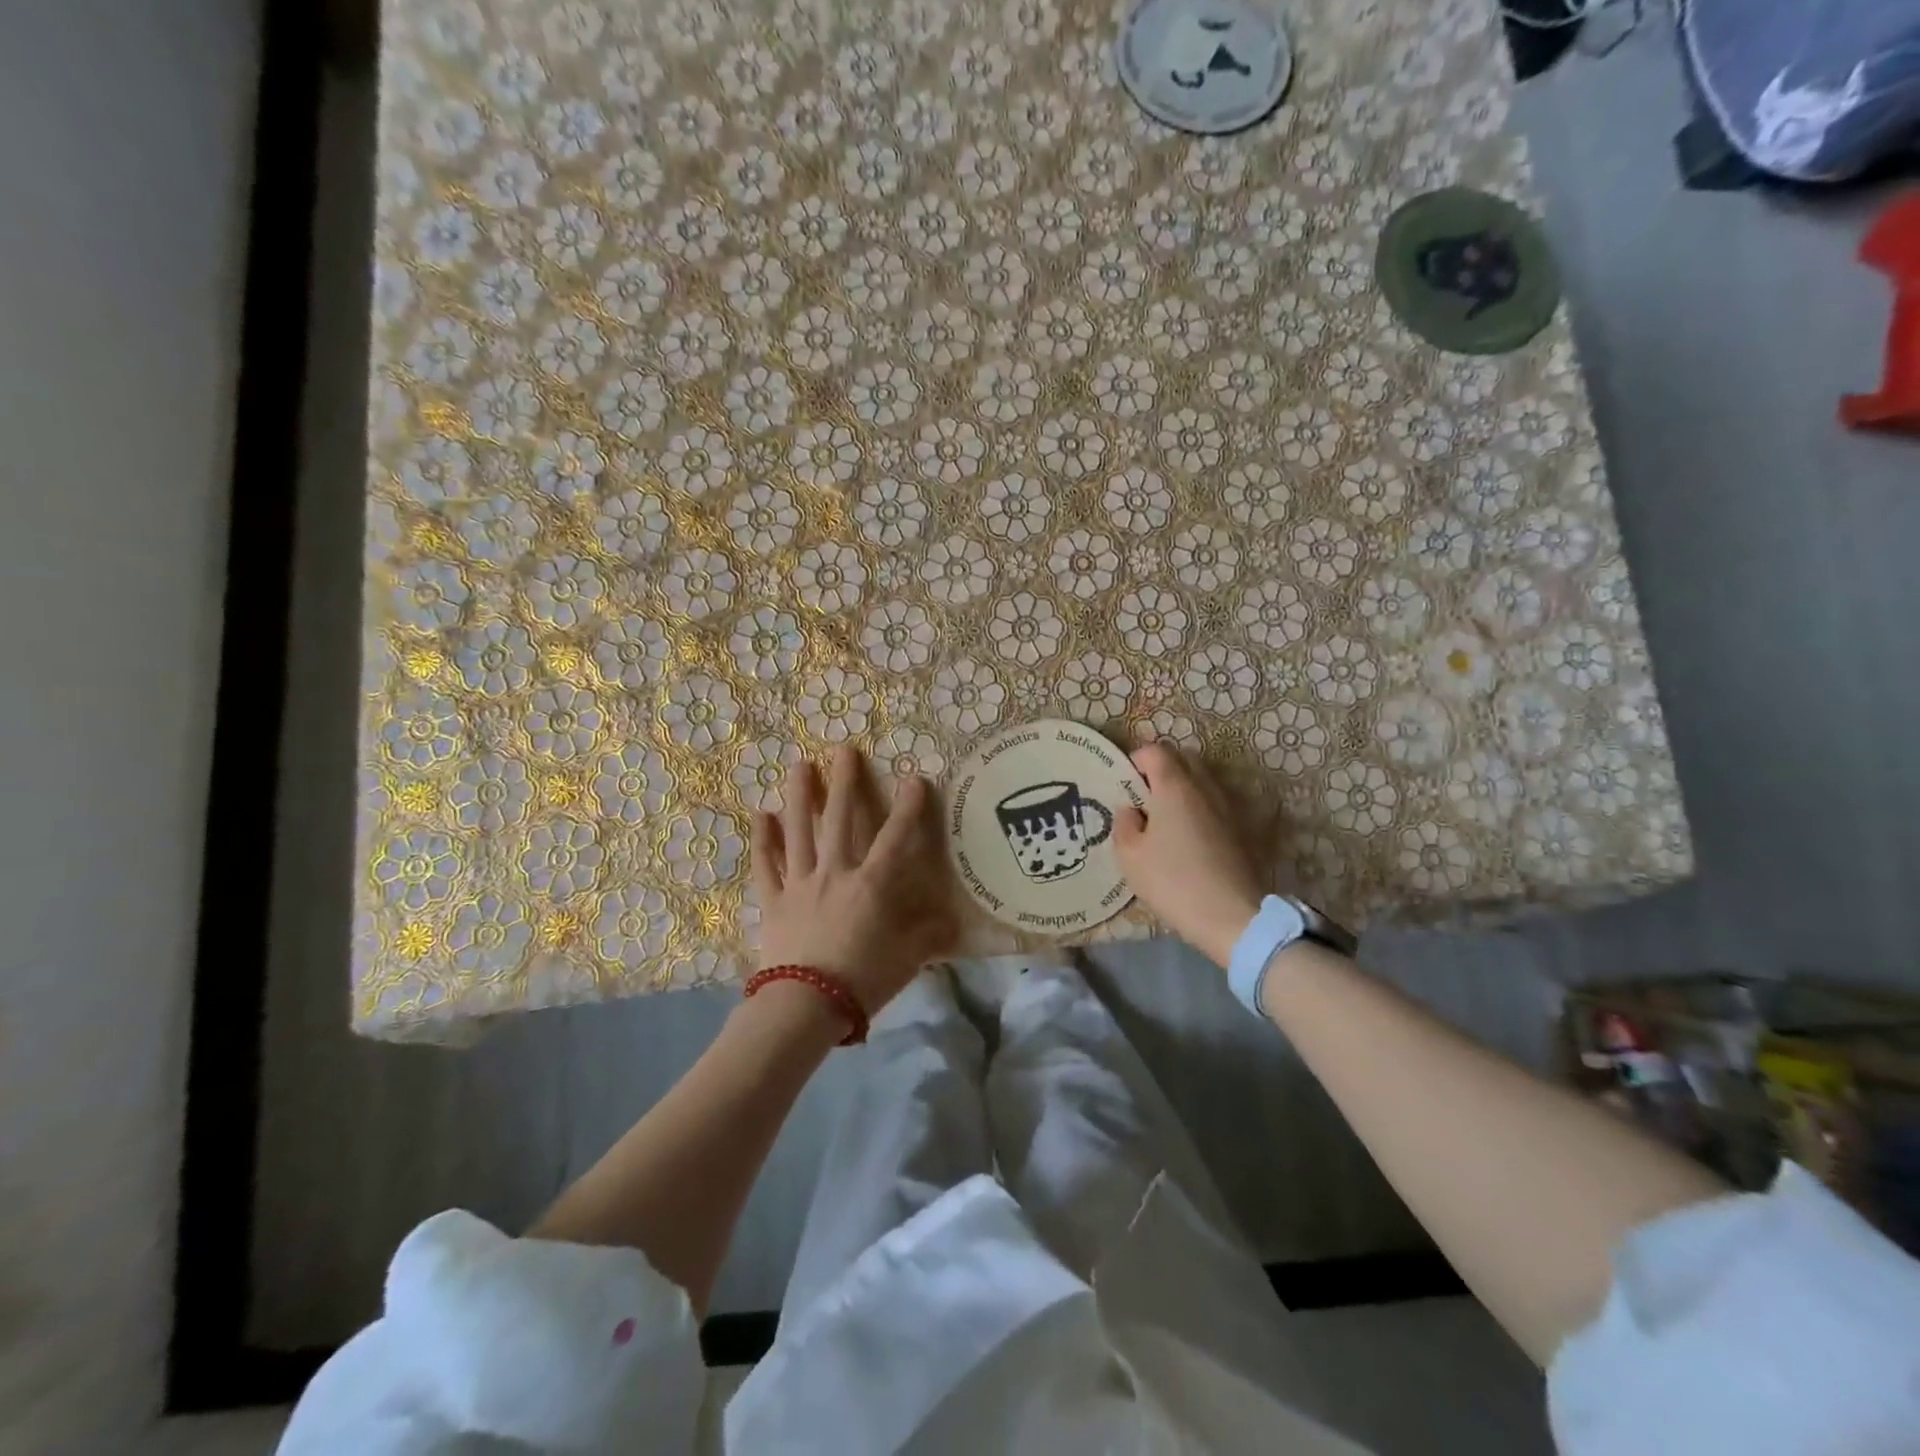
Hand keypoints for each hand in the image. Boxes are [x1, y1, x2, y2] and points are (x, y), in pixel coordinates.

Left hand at [751, 745, 959, 1015]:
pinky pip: (766, 865)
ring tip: (800, 765)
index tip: (914, 777)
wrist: (804, 1006)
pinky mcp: (773, 900)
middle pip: (840, 820)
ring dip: (800, 796)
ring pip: (799, 831)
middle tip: (843, 750)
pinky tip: (761, 815)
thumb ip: (928, 936)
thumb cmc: (861, 981)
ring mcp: (799, 884)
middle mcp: (835, 873)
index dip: (907, 807)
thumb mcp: (906, 961)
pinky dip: (763, 840)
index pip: (894, 838)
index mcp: (871, 885)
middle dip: (844, 782)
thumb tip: (954, 921)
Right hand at [1113, 743, 1266, 968]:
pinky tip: (1187, 838)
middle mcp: (1204, 787)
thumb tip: (1130, 810)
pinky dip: (1198, 808)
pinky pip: (1213, 803)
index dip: (1136, 760)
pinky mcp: (1241, 828)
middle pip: (1183, 759)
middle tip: (1143, 797)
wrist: (1232, 916)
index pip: (1155, 751)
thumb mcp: (1129, 856)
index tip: (1124, 782)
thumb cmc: (1173, 881)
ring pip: (1201, 781)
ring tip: (1164, 819)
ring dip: (1181, 789)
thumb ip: (1124, 824)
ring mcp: (1227, 806)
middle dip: (1161, 769)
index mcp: (1174, 787)